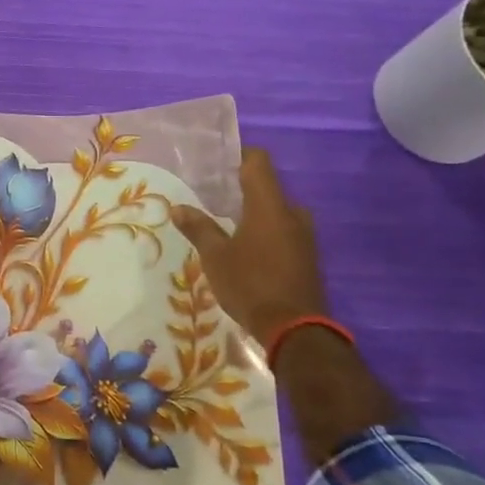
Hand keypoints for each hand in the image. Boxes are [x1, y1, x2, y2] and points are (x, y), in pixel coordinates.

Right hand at [170, 148, 327, 339]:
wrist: (295, 329)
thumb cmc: (250, 284)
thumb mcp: (215, 257)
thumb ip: (198, 228)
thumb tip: (178, 207)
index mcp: (269, 205)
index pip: (258, 162)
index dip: (238, 155)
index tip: (216, 161)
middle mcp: (291, 213)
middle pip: (266, 187)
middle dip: (241, 188)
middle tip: (212, 196)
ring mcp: (304, 235)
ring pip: (275, 211)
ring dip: (253, 212)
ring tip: (224, 222)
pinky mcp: (306, 255)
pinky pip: (283, 230)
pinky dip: (264, 230)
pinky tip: (244, 246)